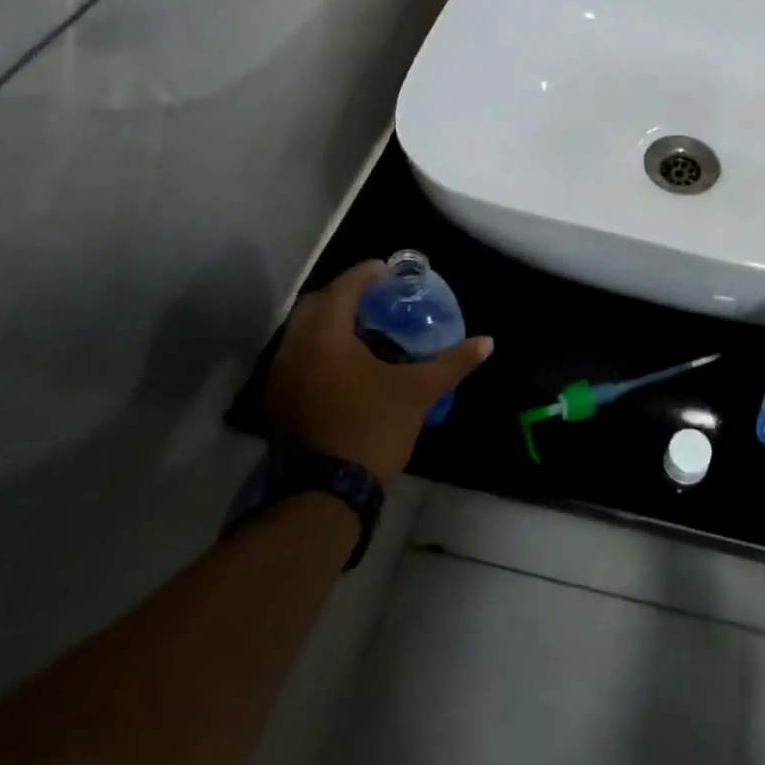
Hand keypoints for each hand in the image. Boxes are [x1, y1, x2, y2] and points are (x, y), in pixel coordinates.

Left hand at [263, 261, 492, 482]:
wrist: (324, 494)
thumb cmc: (372, 430)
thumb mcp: (419, 393)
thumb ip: (453, 363)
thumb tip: (487, 342)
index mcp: (325, 338)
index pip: (342, 289)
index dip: (364, 274)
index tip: (386, 270)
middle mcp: (294, 349)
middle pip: (315, 304)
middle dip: (343, 294)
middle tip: (374, 297)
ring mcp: (279, 376)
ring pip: (300, 332)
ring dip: (327, 322)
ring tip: (360, 327)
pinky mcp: (276, 401)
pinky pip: (295, 357)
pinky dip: (316, 348)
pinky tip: (341, 363)